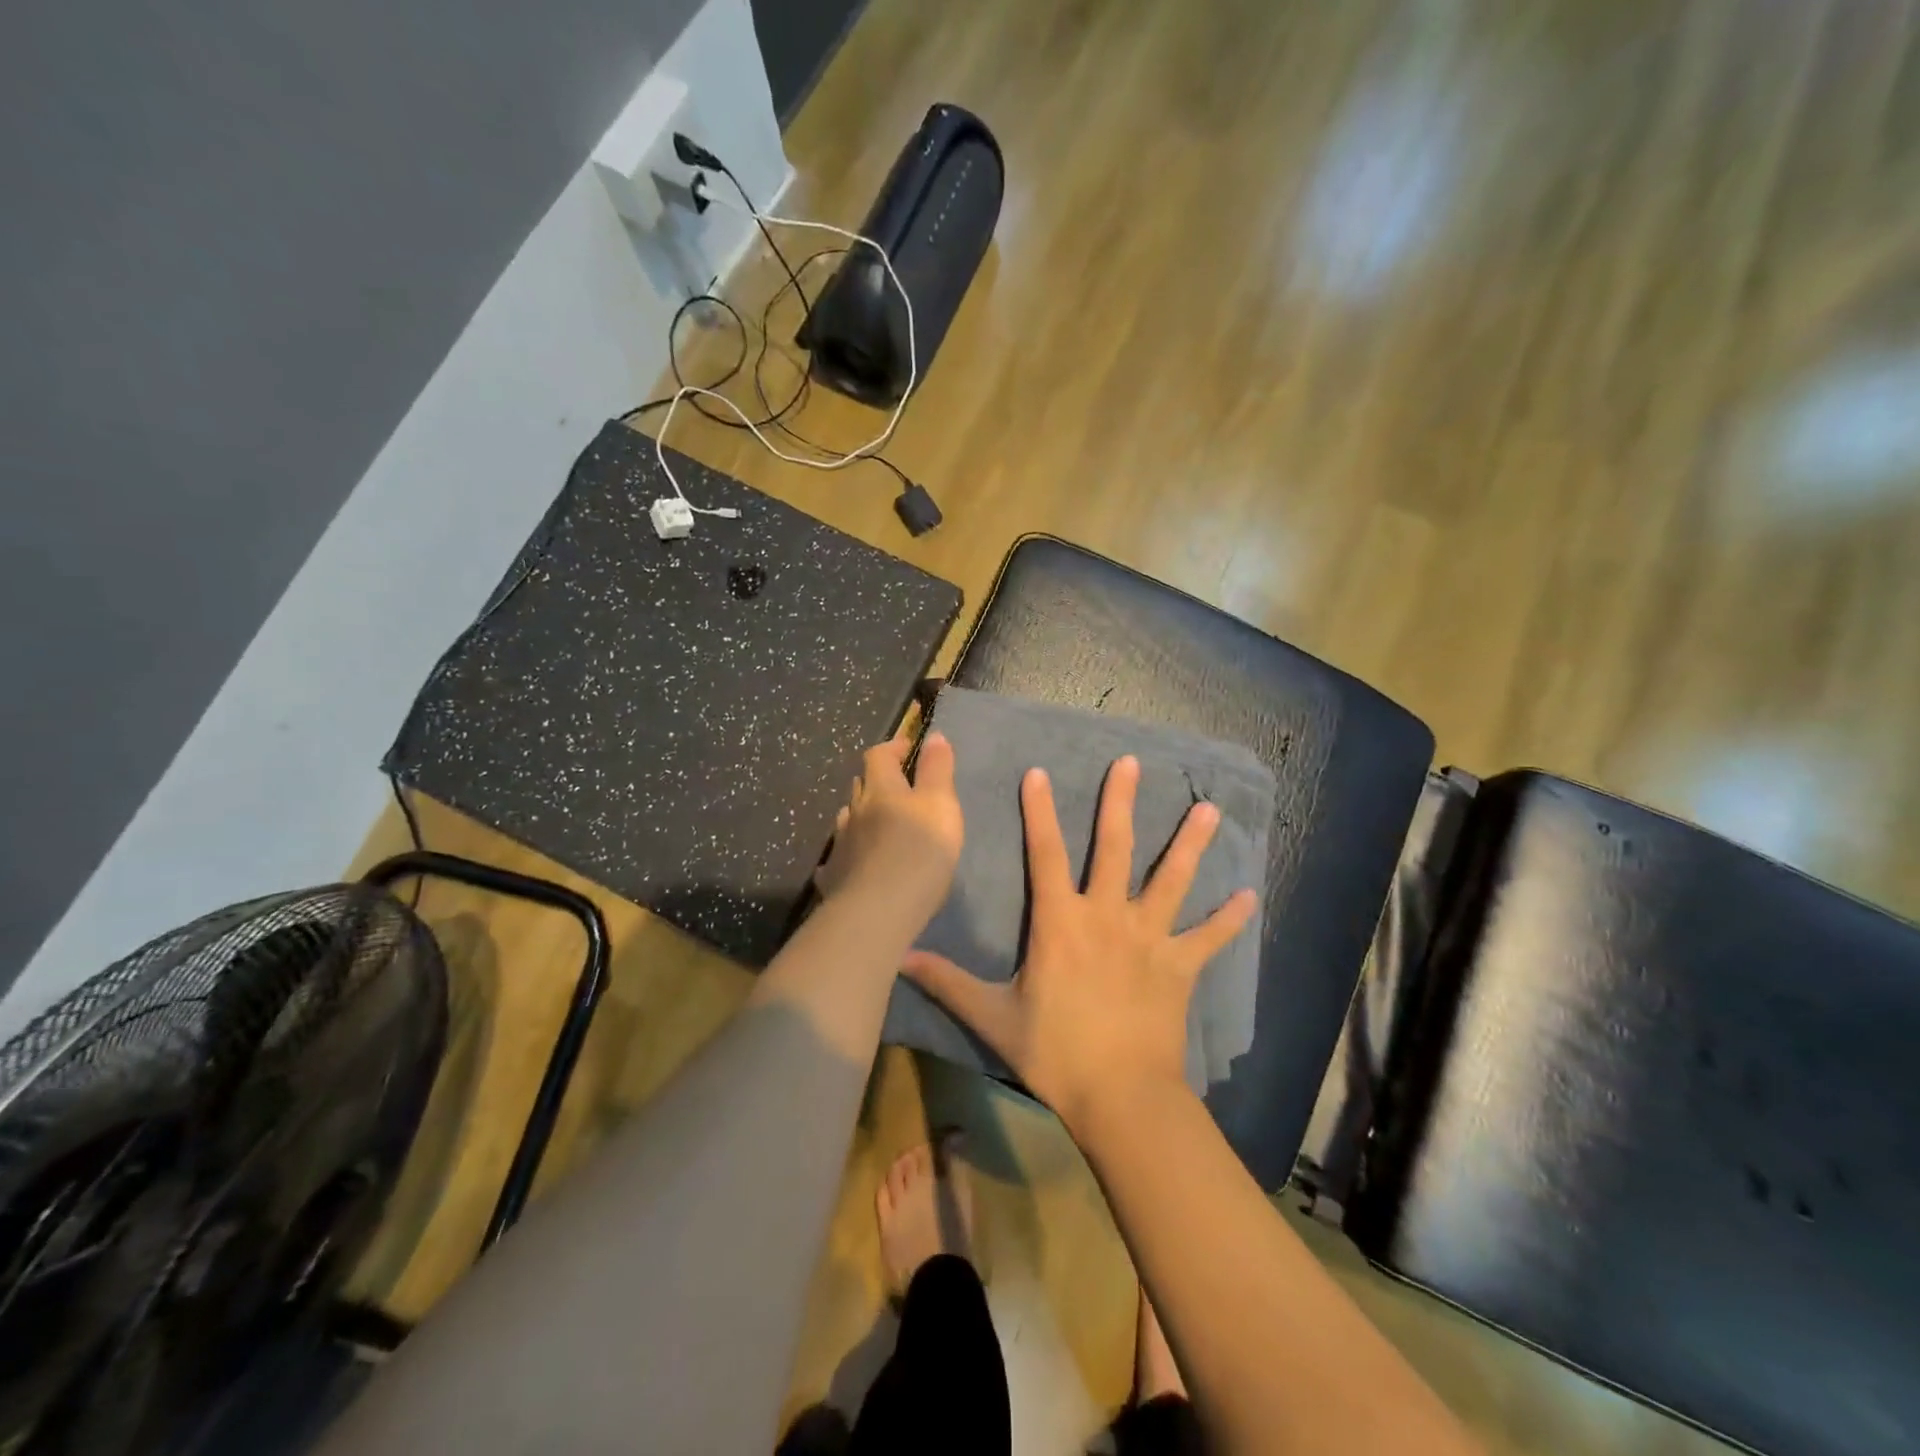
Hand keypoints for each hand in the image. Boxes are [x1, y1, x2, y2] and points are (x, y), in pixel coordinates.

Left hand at [814, 732, 963, 925]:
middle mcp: (855, 811)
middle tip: (898, 788)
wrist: (879, 911)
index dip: (893, 747)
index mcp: (881, 789)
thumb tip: (934, 736)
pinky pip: (838, 858)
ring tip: (879, 825)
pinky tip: (854, 864)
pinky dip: (848, 853)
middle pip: (861, 786)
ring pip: (848, 820)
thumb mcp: (942, 806)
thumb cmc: (920, 852)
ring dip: (862, 816)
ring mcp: (840, 845)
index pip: (879, 755)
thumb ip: (938, 770)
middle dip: (878, 781)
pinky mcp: (834, 877)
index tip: (908, 747)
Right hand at [900, 756, 1256, 1132]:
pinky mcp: (1180, 967)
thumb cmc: (1055, 1052)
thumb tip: (901, 958)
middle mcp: (1107, 917)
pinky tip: (1249, 895)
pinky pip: (1208, 938)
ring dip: (1190, 843)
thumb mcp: (993, 1016)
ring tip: (1209, 808)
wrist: (1120, 1096)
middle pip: (1116, 848)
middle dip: (1121, 802)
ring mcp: (1149, 939)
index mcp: (1061, 922)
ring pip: (1172, 880)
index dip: (1040, 811)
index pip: (1047, 854)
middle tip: (1132, 763)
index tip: (1040, 772)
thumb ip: (948, 982)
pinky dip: (1228, 918)